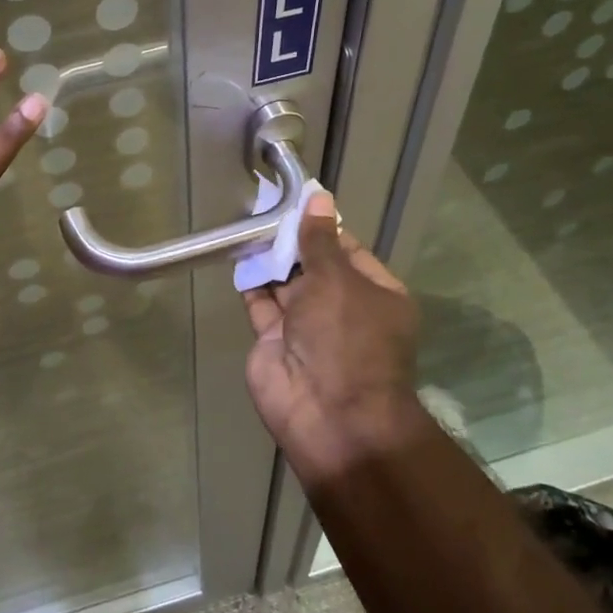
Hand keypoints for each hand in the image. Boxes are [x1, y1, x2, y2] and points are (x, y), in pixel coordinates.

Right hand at [242, 193, 424, 471]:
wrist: (328, 415)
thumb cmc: (346, 339)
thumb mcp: (337, 281)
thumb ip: (319, 241)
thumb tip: (318, 198)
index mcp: (375, 294)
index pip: (347, 251)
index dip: (322, 228)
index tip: (296, 202)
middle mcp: (342, 309)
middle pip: (313, 266)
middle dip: (291, 241)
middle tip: (263, 208)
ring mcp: (307, 328)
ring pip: (285, 284)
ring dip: (269, 259)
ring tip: (247, 225)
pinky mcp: (274, 342)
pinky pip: (261, 305)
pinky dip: (251, 283)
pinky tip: (238, 255)